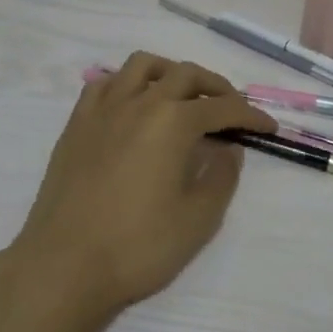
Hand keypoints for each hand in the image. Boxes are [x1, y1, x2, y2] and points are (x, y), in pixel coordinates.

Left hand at [4, 52, 273, 321]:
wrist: (63, 265)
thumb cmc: (137, 245)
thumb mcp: (198, 219)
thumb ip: (221, 177)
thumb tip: (229, 148)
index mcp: (173, 121)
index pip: (223, 107)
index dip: (250, 114)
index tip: (268, 126)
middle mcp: (140, 101)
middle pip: (185, 74)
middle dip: (215, 86)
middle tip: (230, 108)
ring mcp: (104, 109)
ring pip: (142, 66)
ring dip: (170, 72)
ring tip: (181, 95)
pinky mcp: (77, 123)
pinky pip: (105, 84)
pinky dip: (127, 84)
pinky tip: (133, 105)